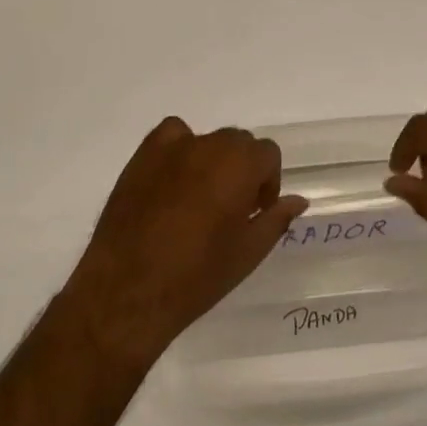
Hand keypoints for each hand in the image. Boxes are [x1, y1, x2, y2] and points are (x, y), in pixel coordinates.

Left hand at [59, 118, 307, 369]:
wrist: (129, 289)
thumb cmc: (197, 275)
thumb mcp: (248, 253)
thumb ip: (275, 219)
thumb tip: (297, 201)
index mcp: (241, 165)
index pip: (268, 154)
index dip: (268, 182)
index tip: (256, 211)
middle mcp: (210, 145)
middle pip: (238, 143)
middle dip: (242, 170)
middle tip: (231, 209)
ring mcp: (173, 147)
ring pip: (207, 141)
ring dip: (213, 161)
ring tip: (200, 198)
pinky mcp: (143, 155)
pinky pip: (172, 135)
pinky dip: (179, 149)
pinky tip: (173, 180)